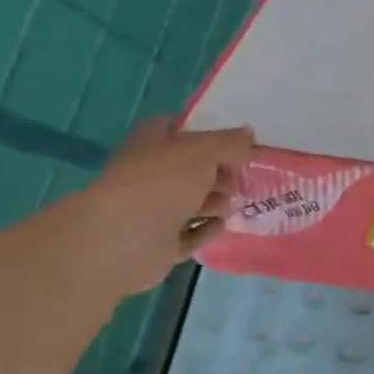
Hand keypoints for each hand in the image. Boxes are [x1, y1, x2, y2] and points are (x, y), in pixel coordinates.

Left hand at [61, 118, 255, 296]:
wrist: (125, 238)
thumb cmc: (162, 182)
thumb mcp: (204, 151)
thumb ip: (230, 142)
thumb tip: (248, 134)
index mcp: (151, 145)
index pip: (174, 129)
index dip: (202, 132)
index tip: (232, 141)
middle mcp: (149, 176)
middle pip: (189, 169)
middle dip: (218, 172)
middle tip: (240, 177)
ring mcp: (152, 212)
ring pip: (191, 202)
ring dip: (216, 201)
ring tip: (231, 204)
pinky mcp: (159, 244)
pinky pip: (190, 234)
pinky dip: (206, 229)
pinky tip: (221, 224)